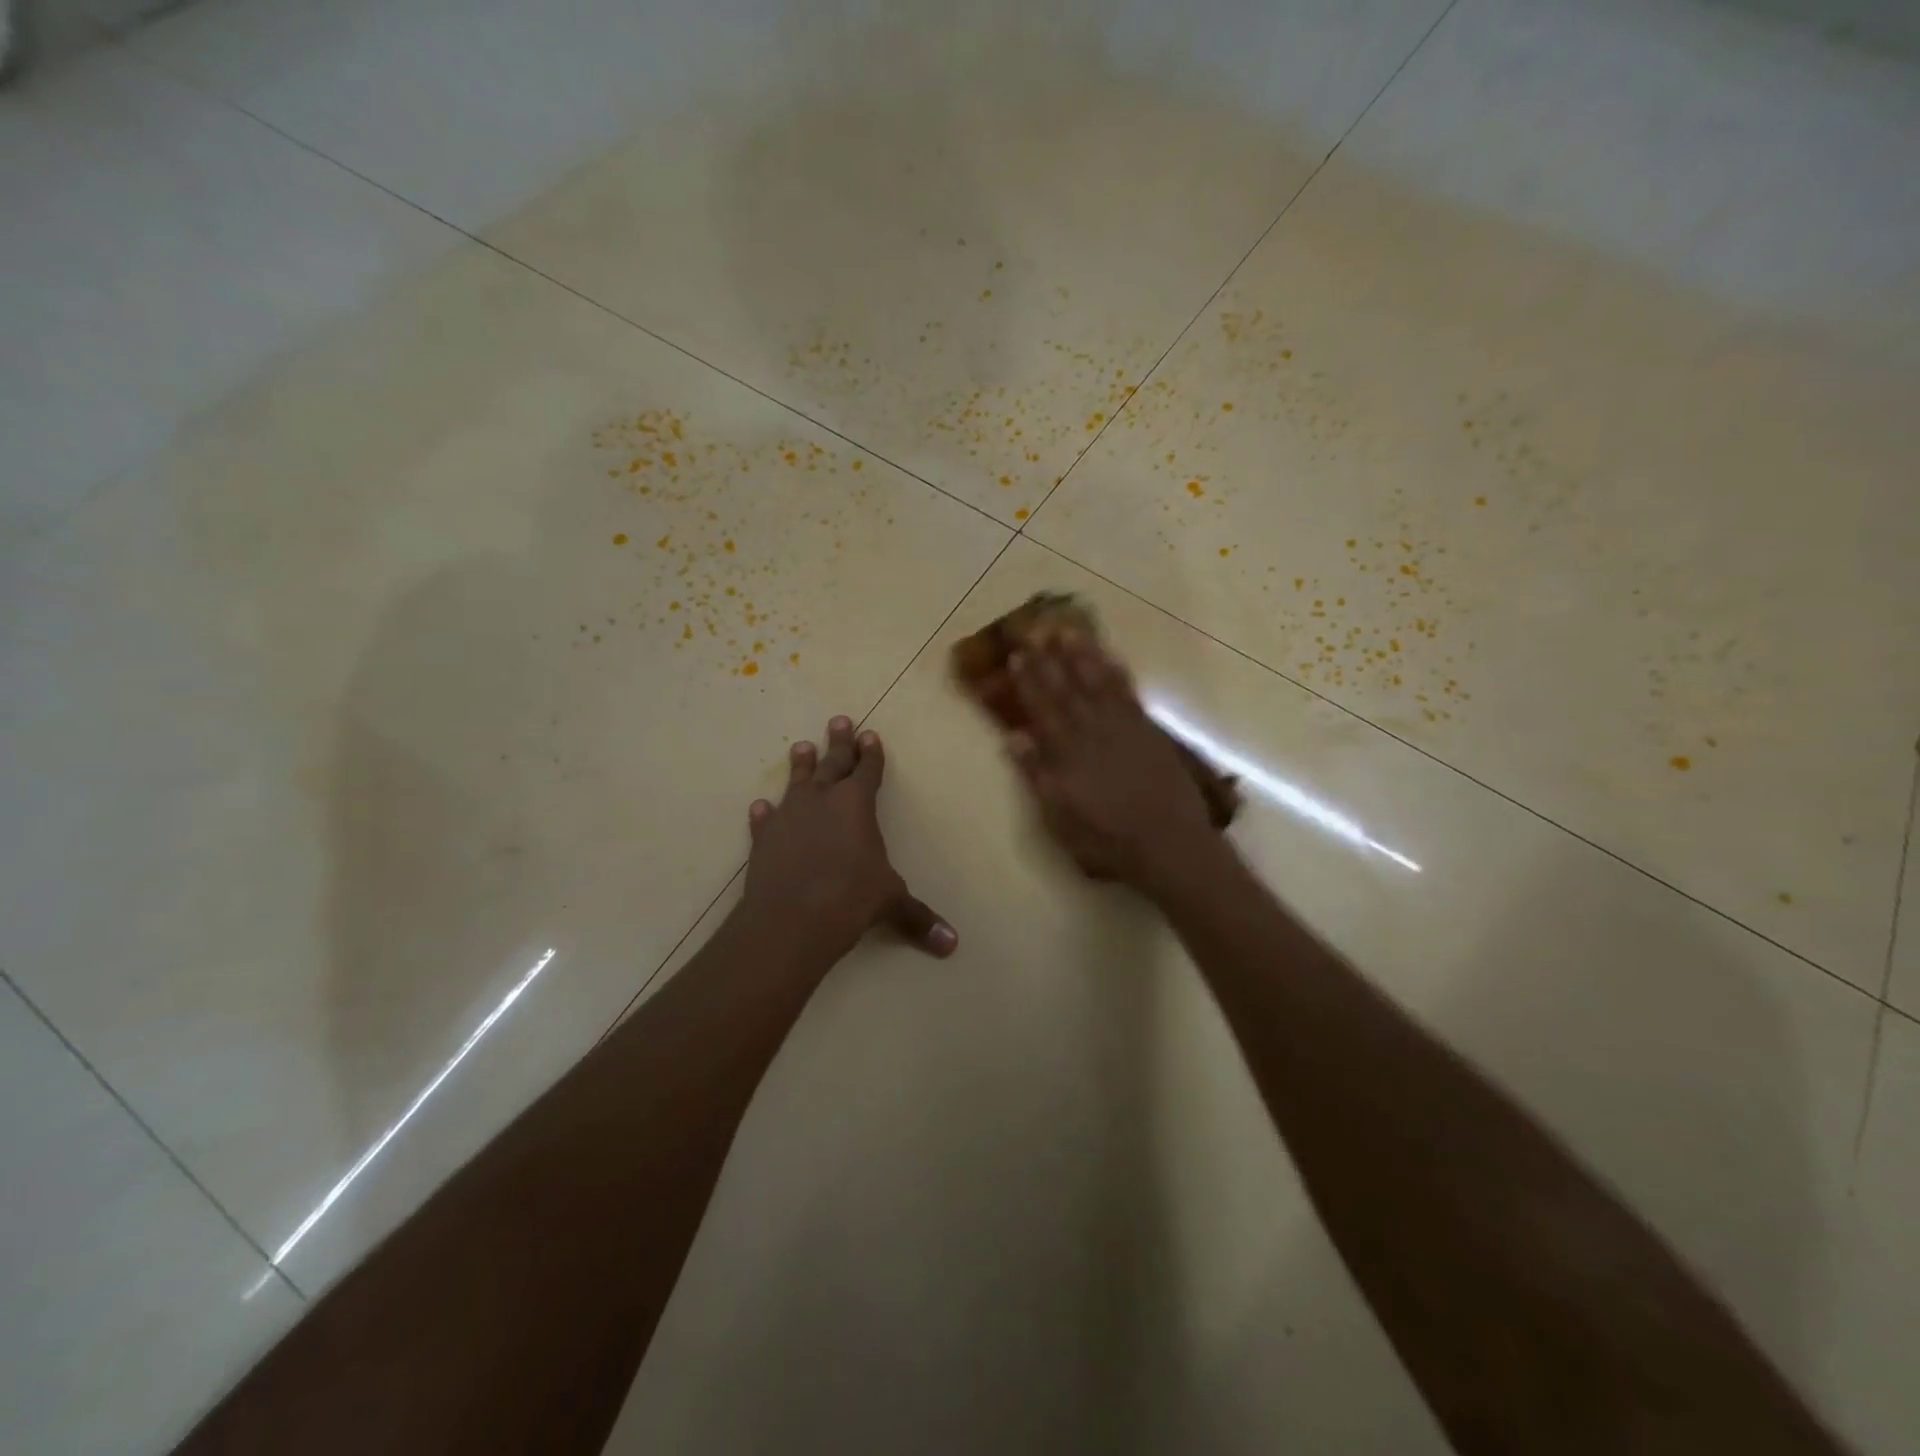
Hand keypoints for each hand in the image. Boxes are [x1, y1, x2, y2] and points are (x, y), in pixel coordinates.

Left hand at [742, 716, 957, 962]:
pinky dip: (765, 813)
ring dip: (801, 765)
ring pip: (797, 782)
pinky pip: (765, 819)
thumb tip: (953, 945)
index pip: (868, 770)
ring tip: (800, 747)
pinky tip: (760, 807)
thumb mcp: (890, 903)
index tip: (870, 734)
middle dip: (839, 743)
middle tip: (839, 720)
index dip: (872, 753)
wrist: (791, 919)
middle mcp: (822, 801)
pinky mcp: (763, 838)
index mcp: (857, 804)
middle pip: (832, 763)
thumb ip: (918, 918)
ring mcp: (789, 816)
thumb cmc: (850, 899)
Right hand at [1006, 628, 1219, 893]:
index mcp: (1067, 752)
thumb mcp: (1059, 818)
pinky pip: (1128, 692)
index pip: (1042, 708)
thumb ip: (1037, 775)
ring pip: (1098, 682)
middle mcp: (1093, 730)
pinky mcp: (1149, 730)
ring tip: (1069, 631)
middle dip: (1049, 658)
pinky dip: (1116, 672)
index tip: (1016, 655)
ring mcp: (1124, 727)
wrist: (1169, 844)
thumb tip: (1014, 737)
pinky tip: (1109, 658)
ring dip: (1082, 655)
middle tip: (1036, 629)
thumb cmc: (1106, 840)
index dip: (1028, 681)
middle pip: (1067, 687)